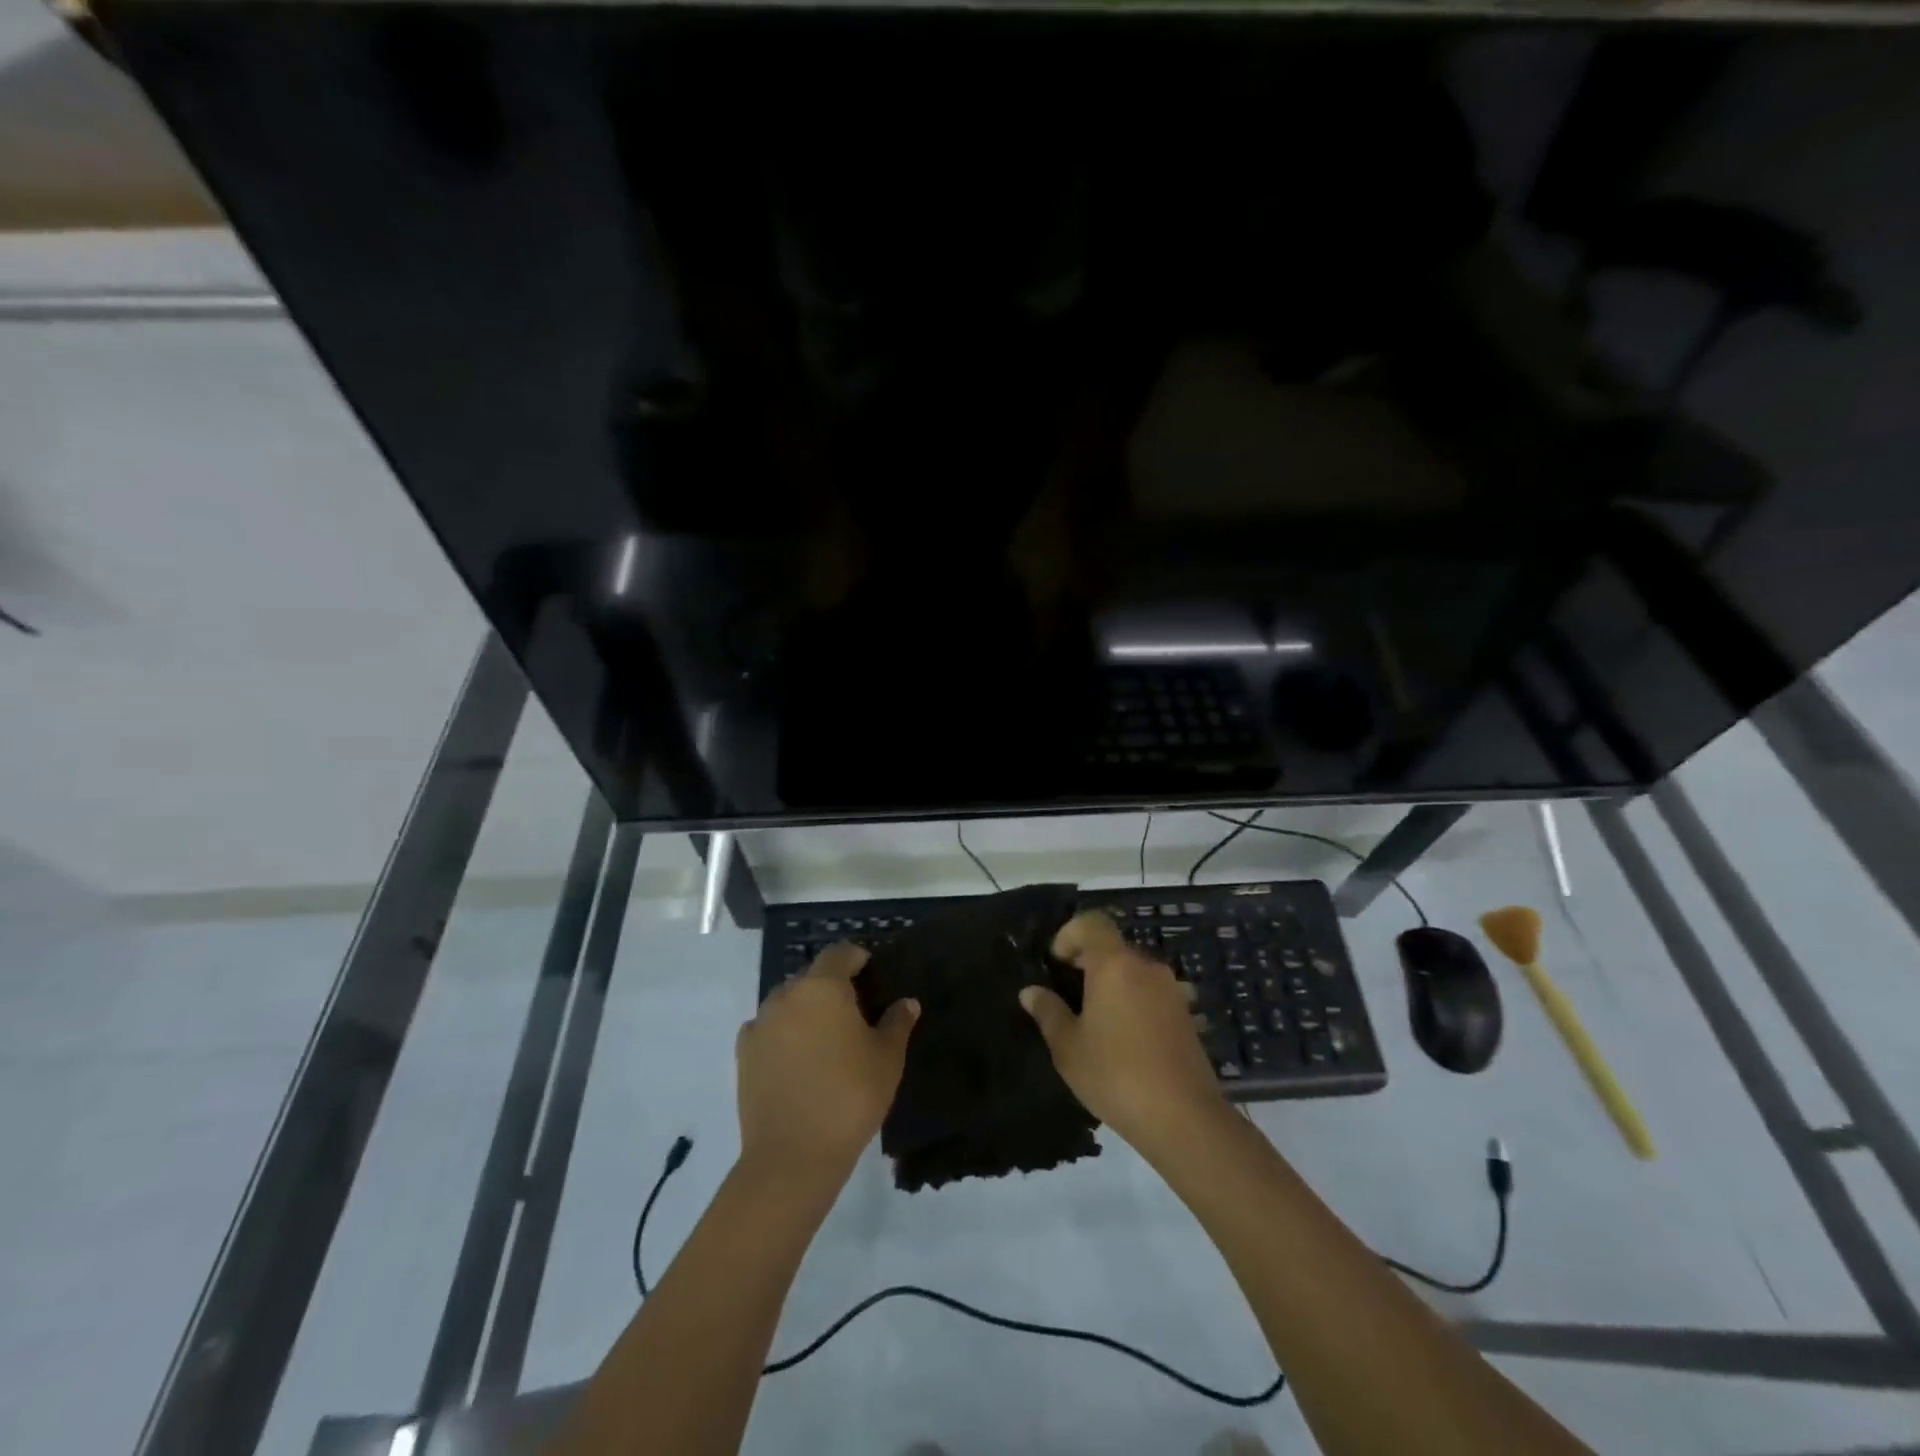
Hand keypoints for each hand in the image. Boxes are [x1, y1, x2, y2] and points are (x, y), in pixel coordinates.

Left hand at [736, 943, 918, 1186]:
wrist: (792, 1156)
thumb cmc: (850, 1097)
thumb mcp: (887, 1059)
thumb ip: (897, 1023)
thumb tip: (907, 1002)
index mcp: (822, 987)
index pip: (840, 953)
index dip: (857, 957)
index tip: (871, 970)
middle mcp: (786, 995)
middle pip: (811, 976)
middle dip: (831, 985)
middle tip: (853, 1010)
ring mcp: (760, 1023)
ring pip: (787, 1001)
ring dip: (805, 1009)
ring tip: (825, 1036)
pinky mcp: (743, 1053)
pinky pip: (768, 1028)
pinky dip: (783, 1033)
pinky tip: (798, 1058)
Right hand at [1019, 910, 1225, 1153]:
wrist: (1184, 1118)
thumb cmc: (1115, 1075)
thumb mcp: (1069, 1047)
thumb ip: (1048, 1012)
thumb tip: (1030, 992)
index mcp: (1114, 965)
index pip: (1092, 923)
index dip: (1069, 934)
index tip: (1056, 964)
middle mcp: (1146, 967)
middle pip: (1113, 947)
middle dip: (1088, 962)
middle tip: (1068, 996)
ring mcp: (1171, 990)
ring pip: (1133, 971)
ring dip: (1112, 984)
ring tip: (1095, 1021)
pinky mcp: (1186, 1015)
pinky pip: (1151, 993)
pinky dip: (1133, 1002)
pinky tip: (1124, 1039)